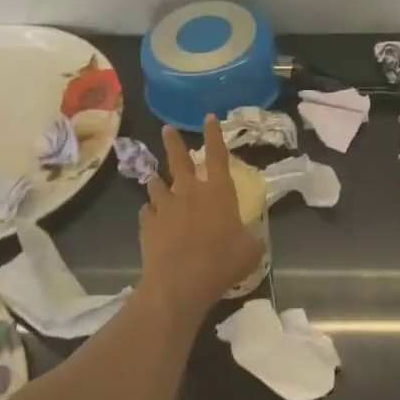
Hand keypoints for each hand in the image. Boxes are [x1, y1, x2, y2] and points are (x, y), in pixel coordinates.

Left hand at [139, 117, 263, 318]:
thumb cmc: (222, 263)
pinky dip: (150, 211)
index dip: (214, 134)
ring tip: (154, 177)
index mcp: (218, 191)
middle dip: (173, 141)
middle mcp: (190, 191)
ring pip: (157, 184)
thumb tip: (253, 238)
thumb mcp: (250, 251)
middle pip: (179, 159)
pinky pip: (147, 211)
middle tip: (167, 129)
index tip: (208, 117)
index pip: (217, 154)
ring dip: (157, 180)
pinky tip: (151, 217)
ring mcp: (165, 206)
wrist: (179, 282)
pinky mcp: (147, 223)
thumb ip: (251, 239)